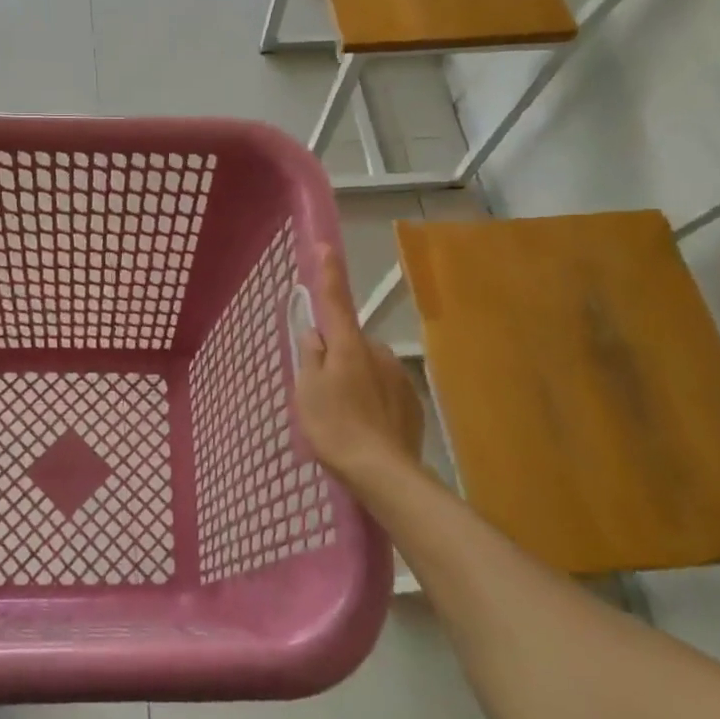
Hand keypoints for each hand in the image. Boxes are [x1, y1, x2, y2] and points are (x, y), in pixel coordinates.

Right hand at [293, 245, 424, 486]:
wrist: (383, 472)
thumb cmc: (335, 426)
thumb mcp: (307, 390)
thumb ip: (309, 356)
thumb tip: (314, 333)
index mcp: (348, 345)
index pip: (335, 300)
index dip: (328, 273)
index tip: (326, 246)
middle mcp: (378, 352)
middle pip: (351, 342)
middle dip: (338, 354)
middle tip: (322, 388)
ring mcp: (398, 376)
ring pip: (369, 367)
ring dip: (356, 379)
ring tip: (345, 415)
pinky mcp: (412, 401)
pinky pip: (385, 389)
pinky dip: (373, 400)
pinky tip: (366, 426)